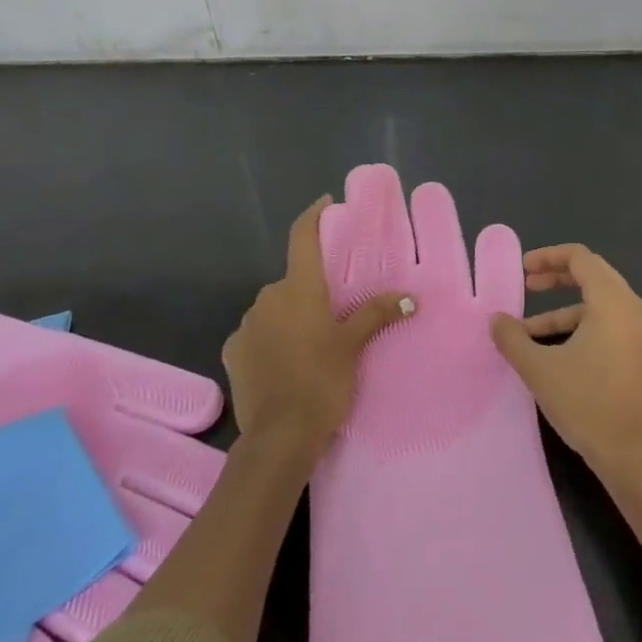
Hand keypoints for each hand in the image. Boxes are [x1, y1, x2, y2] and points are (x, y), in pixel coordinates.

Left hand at [222, 196, 412, 461]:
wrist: (279, 438)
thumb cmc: (322, 381)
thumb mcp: (354, 345)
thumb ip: (377, 314)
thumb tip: (410, 297)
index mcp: (299, 288)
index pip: (303, 237)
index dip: (314, 215)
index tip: (326, 203)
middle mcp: (268, 297)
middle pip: (292, 280)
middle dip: (310, 289)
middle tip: (333, 309)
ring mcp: (246, 325)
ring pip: (274, 308)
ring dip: (290, 316)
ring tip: (311, 343)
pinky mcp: (232, 353)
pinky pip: (256, 334)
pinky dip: (270, 339)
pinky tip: (285, 363)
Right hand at [489, 243, 641, 476]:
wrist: (631, 453)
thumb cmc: (586, 402)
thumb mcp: (540, 369)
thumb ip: (513, 339)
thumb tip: (494, 320)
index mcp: (611, 300)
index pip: (580, 257)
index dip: (548, 257)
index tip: (523, 270)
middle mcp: (628, 307)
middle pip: (591, 273)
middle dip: (555, 276)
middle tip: (527, 284)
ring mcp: (634, 329)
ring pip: (595, 301)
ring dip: (561, 308)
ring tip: (526, 329)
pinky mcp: (633, 350)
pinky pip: (603, 321)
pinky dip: (576, 325)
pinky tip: (549, 349)